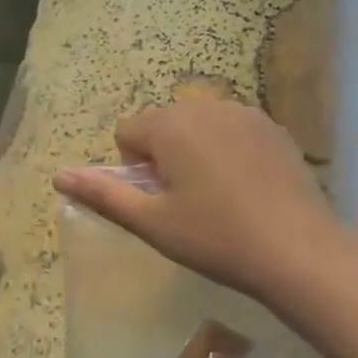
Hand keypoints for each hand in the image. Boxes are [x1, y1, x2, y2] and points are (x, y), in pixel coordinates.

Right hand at [53, 100, 336, 309]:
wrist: (298, 250)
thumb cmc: (215, 238)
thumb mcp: (151, 222)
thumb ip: (103, 194)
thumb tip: (60, 176)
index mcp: (171, 126)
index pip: (127, 131)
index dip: (133, 167)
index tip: (158, 199)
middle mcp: (206, 107)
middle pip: (162, 123)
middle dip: (162, 154)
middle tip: (184, 201)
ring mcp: (245, 114)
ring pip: (197, 124)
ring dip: (193, 150)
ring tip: (215, 195)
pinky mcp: (274, 128)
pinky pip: (231, 129)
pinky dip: (226, 150)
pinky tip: (244, 188)